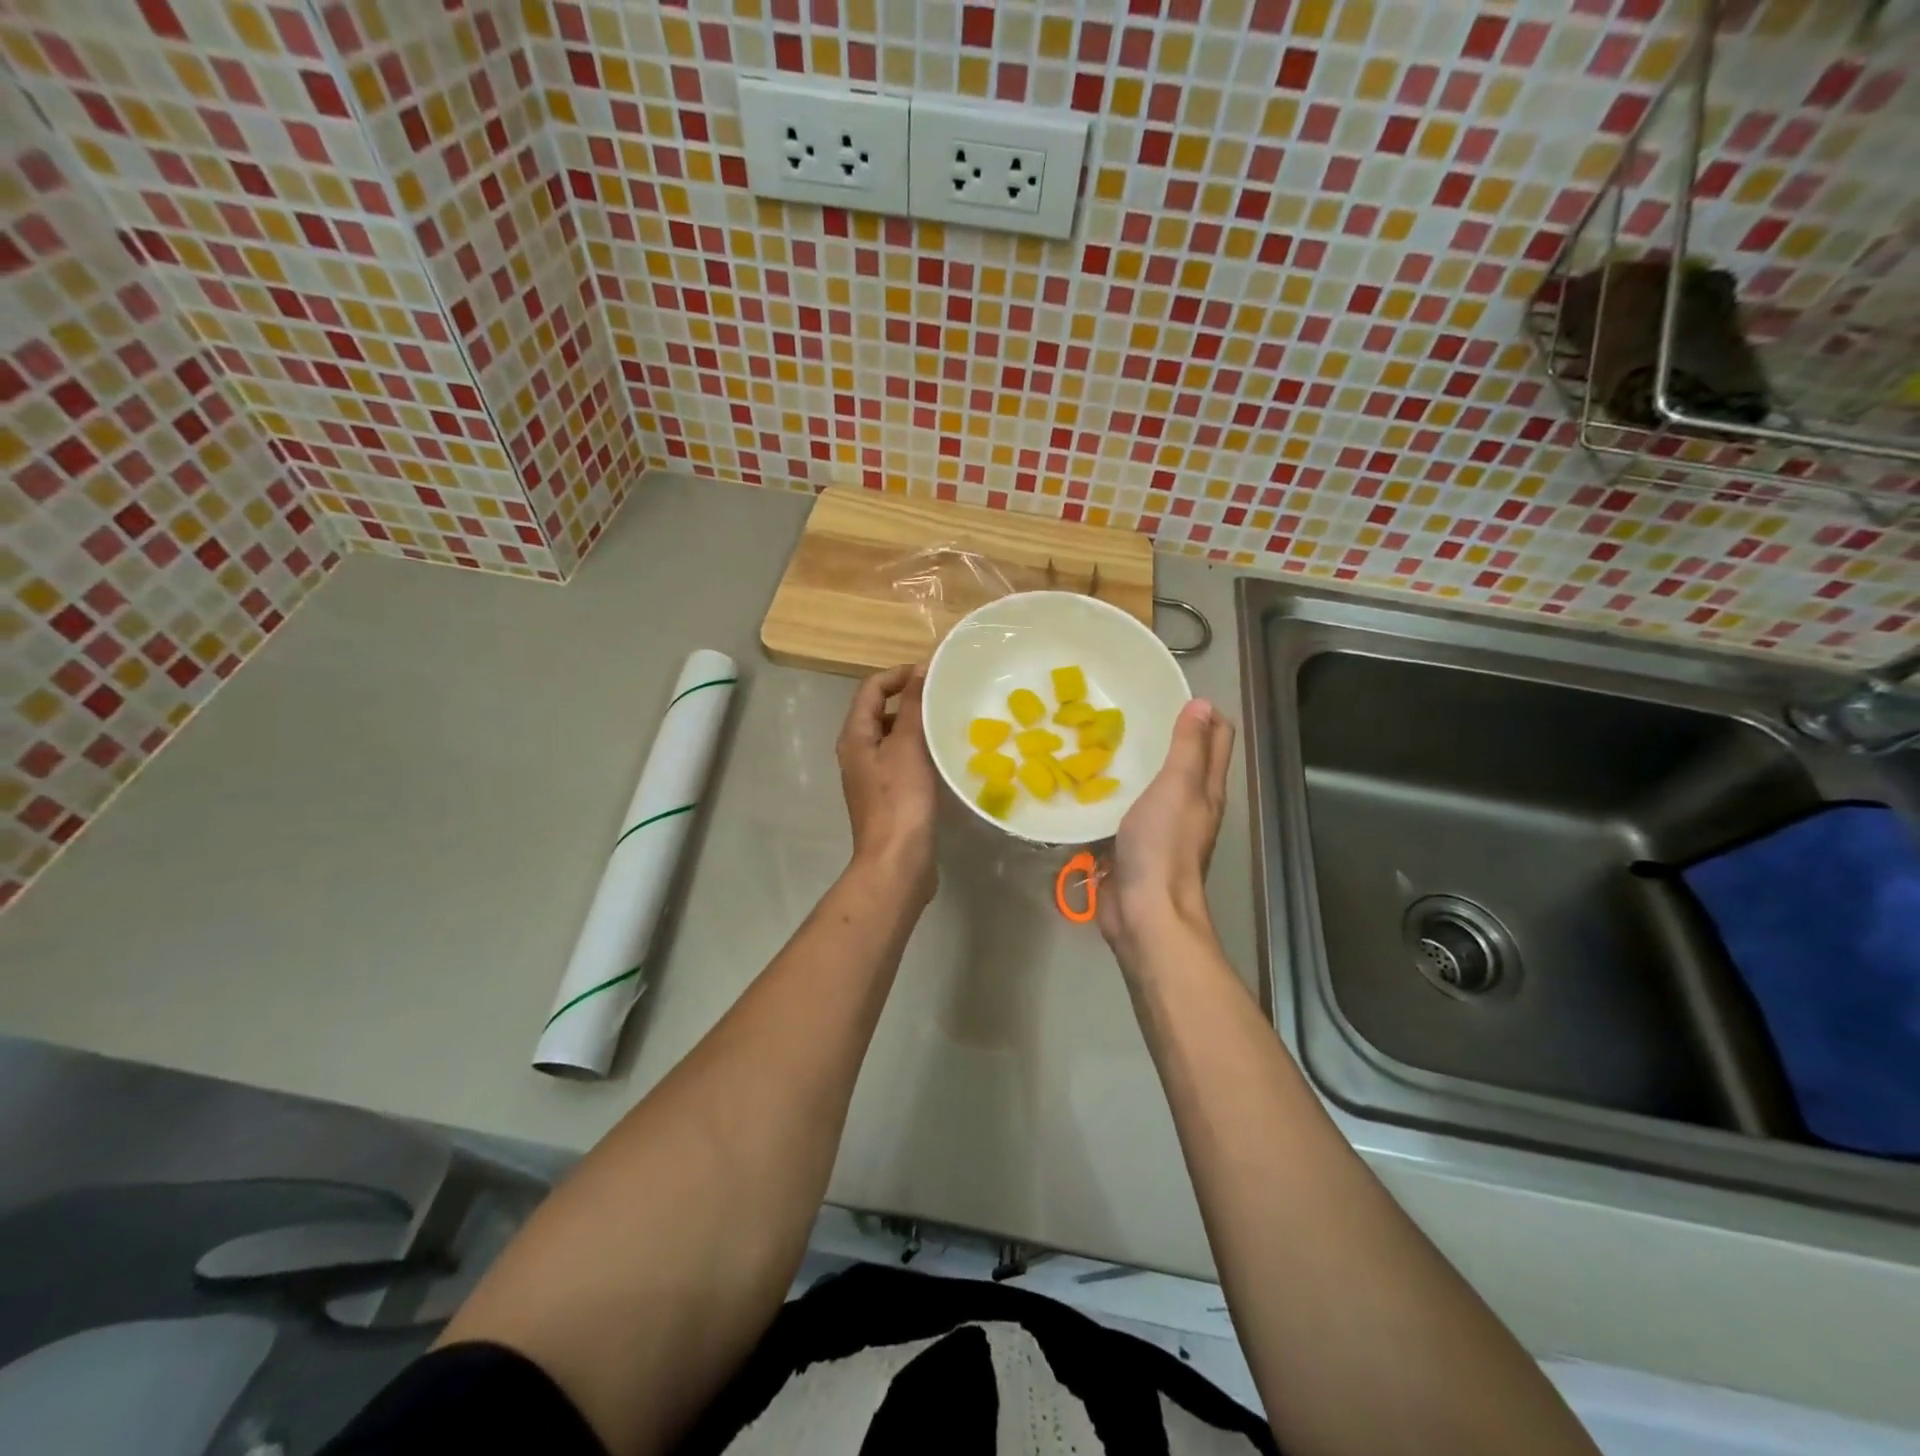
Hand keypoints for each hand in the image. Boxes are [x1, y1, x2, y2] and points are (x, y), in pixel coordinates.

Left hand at [837, 663, 938, 898]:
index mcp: (855, 736)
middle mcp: (858, 753)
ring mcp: (872, 777)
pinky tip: (944, 758)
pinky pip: (903, 761)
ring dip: (917, 726)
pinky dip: (920, 752)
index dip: (899, 674)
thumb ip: (913, 705)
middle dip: (909, 699)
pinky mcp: (889, 797)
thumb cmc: (901, 800)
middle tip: (944, 697)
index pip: (871, 688)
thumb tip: (919, 669)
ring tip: (948, 723)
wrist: (898, 862)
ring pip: (894, 738)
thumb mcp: (907, 746)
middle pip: (880, 712)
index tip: (932, 674)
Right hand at [1098, 698, 1234, 958]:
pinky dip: (1114, 793)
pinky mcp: (1133, 846)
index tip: (1172, 692)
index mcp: (1206, 790)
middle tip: (1131, 709)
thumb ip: (1188, 748)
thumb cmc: (1163, 845)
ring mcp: (1160, 828)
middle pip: (1185, 761)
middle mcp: (1188, 805)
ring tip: (1104, 738)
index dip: (1204, 714)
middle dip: (1167, 733)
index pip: (1216, 740)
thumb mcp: (1177, 787)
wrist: (1144, 911)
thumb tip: (1202, 704)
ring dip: (1136, 764)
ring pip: (1152, 786)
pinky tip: (1089, 782)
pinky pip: (1124, 810)